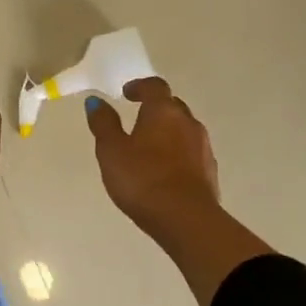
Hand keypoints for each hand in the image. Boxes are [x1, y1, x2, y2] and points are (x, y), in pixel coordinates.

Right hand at [86, 77, 271, 305]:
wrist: (186, 219)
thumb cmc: (142, 179)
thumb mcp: (111, 151)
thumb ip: (103, 124)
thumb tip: (95, 101)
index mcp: (164, 111)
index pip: (155, 87)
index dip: (140, 86)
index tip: (127, 93)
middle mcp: (188, 122)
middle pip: (173, 106)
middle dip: (156, 108)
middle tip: (137, 119)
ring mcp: (203, 147)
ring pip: (184, 130)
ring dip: (168, 132)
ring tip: (149, 148)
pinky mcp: (210, 171)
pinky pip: (191, 152)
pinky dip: (177, 153)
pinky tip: (165, 170)